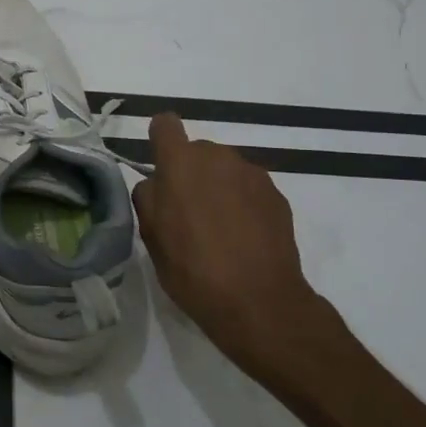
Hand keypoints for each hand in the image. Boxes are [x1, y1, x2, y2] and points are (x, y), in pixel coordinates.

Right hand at [131, 113, 348, 388]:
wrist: (259, 301)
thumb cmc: (192, 268)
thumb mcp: (152, 237)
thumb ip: (148, 198)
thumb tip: (157, 184)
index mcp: (180, 163)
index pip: (165, 125)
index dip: (160, 141)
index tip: (161, 167)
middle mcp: (217, 157)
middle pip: (197, 152)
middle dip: (190, 173)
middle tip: (188, 213)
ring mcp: (252, 174)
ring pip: (225, 170)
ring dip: (218, 188)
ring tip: (220, 230)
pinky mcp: (277, 195)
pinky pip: (249, 189)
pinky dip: (243, 204)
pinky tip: (244, 238)